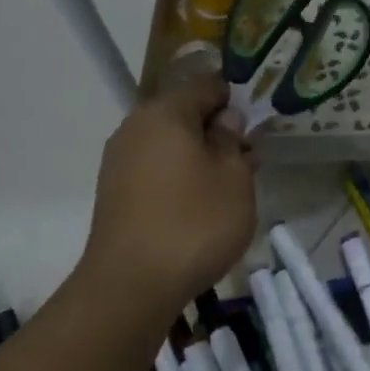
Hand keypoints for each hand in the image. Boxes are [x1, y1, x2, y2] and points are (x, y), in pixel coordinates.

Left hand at [81, 75, 257, 313]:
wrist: (131, 285)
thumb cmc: (194, 223)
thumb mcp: (234, 178)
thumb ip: (233, 140)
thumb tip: (225, 120)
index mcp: (165, 112)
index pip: (206, 85)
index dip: (236, 100)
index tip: (255, 128)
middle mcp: (135, 127)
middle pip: (184, 115)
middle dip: (217, 132)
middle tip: (247, 163)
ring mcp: (119, 161)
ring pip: (169, 144)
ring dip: (199, 157)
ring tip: (226, 190)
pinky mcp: (114, 192)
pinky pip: (154, 170)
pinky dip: (178, 178)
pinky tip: (196, 207)